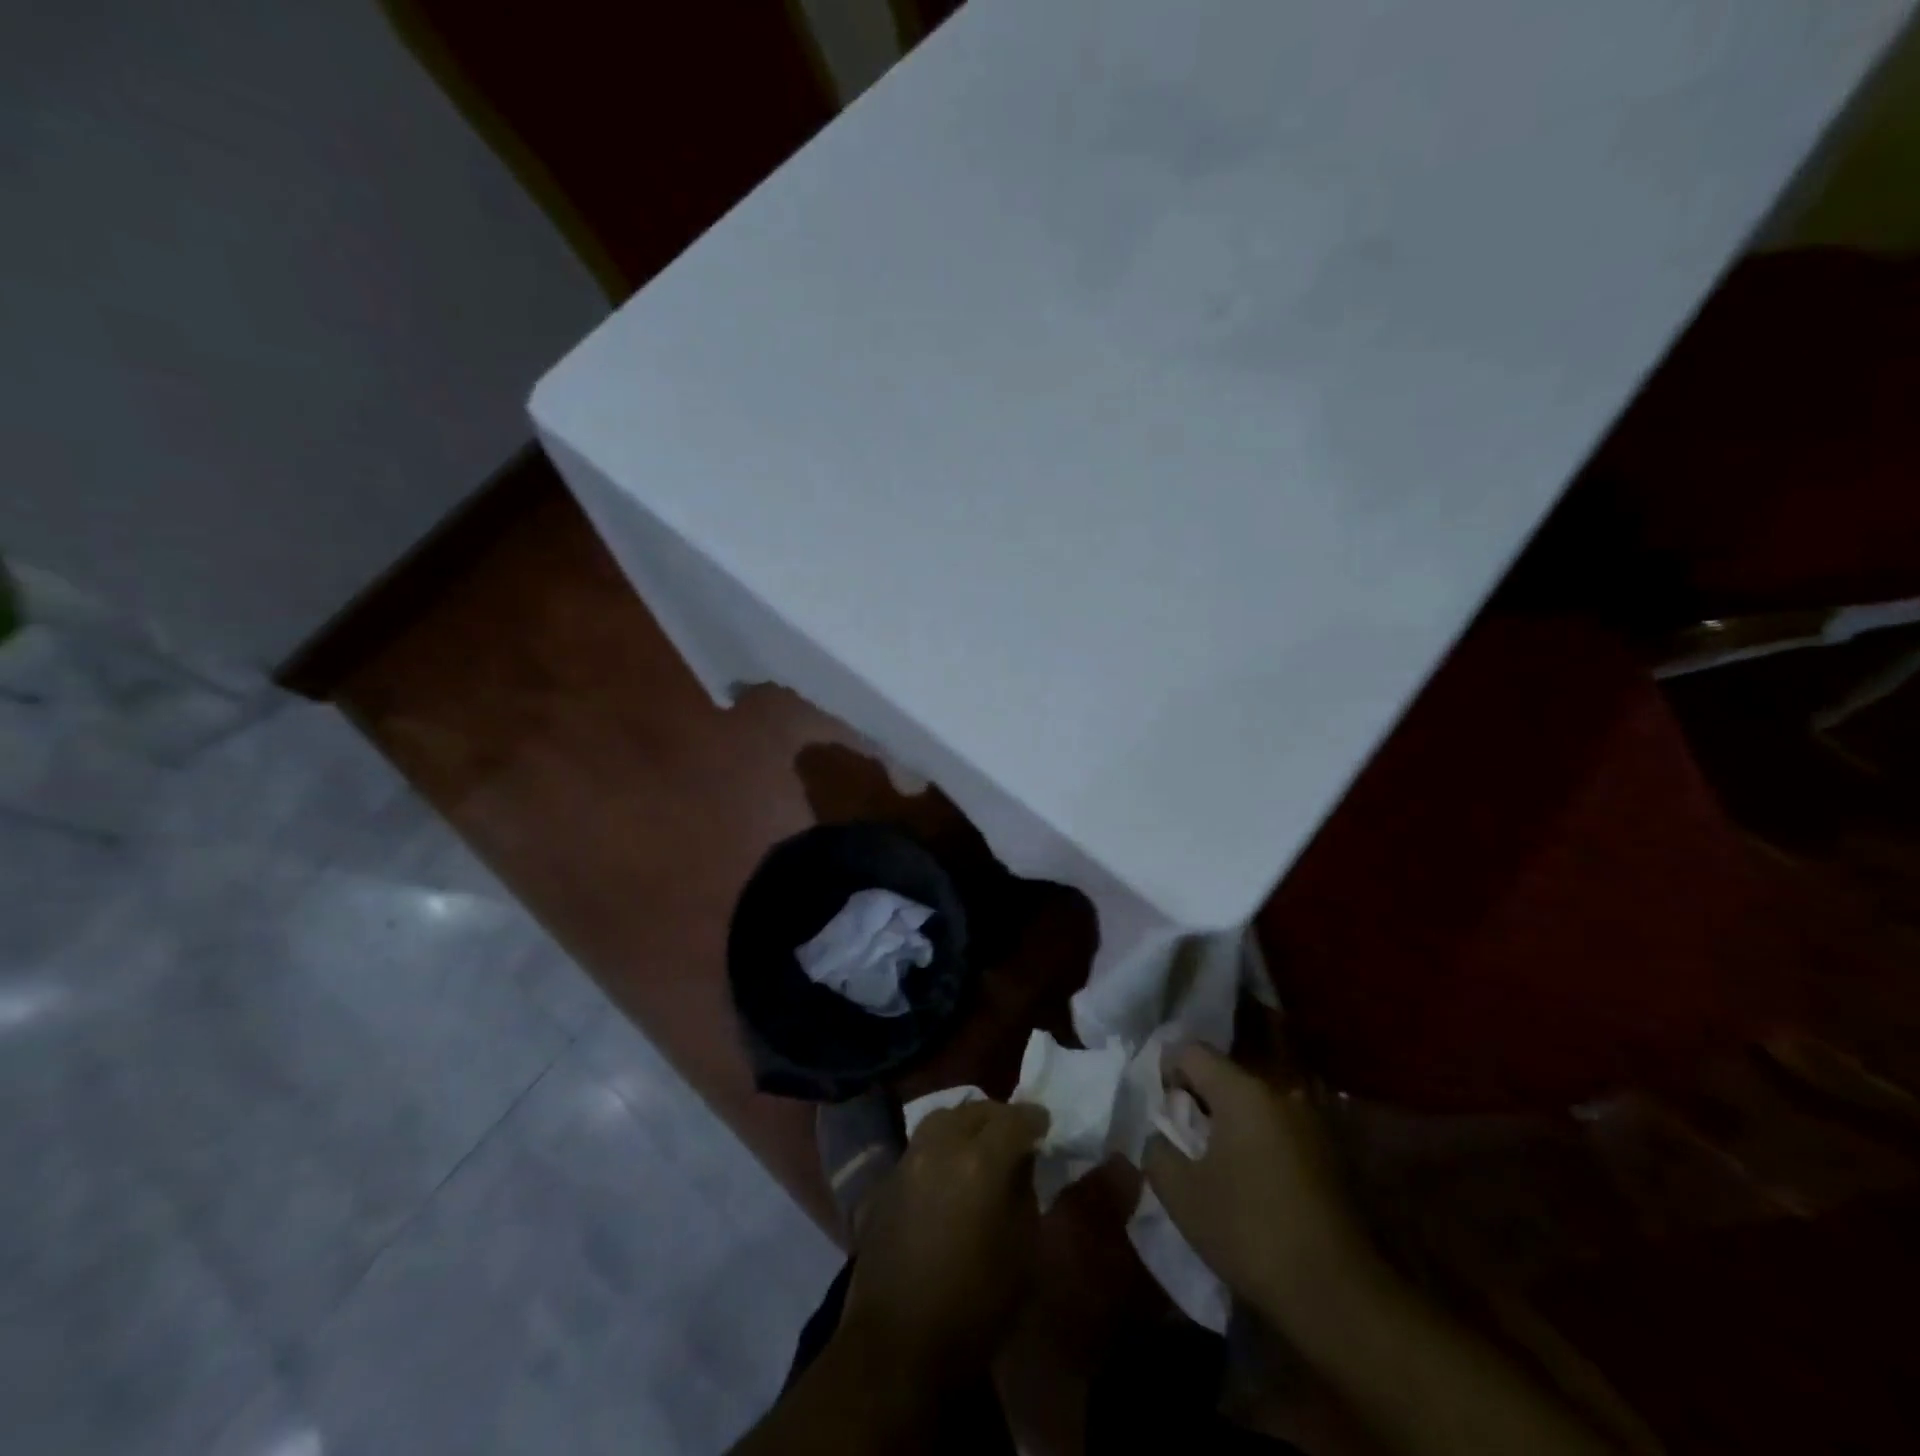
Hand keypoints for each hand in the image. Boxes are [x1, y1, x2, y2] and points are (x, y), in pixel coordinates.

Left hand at [838, 1100, 1048, 1382]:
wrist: (897, 1344)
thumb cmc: (974, 1307)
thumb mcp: (1023, 1253)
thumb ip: (1024, 1194)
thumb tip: (1021, 1165)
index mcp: (980, 1163)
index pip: (1014, 1119)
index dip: (1033, 1119)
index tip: (1044, 1126)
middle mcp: (941, 1147)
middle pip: (975, 1110)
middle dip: (999, 1116)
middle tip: (1015, 1133)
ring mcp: (909, 1159)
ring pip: (942, 1118)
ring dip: (966, 1123)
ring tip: (981, 1143)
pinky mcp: (886, 1179)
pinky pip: (920, 1144)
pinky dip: (940, 1144)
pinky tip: (949, 1169)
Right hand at [1143, 1044, 1371, 1329]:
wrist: (1338, 1296)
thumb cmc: (1250, 1232)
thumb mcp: (1181, 1194)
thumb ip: (1157, 1149)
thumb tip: (1160, 1136)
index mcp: (1243, 1091)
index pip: (1191, 1051)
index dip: (1166, 1072)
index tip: (1161, 1112)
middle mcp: (1280, 1093)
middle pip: (1224, 1077)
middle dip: (1198, 1101)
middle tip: (1183, 1143)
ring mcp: (1311, 1123)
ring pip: (1253, 1106)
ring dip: (1230, 1125)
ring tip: (1217, 1167)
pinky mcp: (1330, 1155)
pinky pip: (1278, 1130)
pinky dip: (1257, 1144)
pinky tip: (1252, 1185)